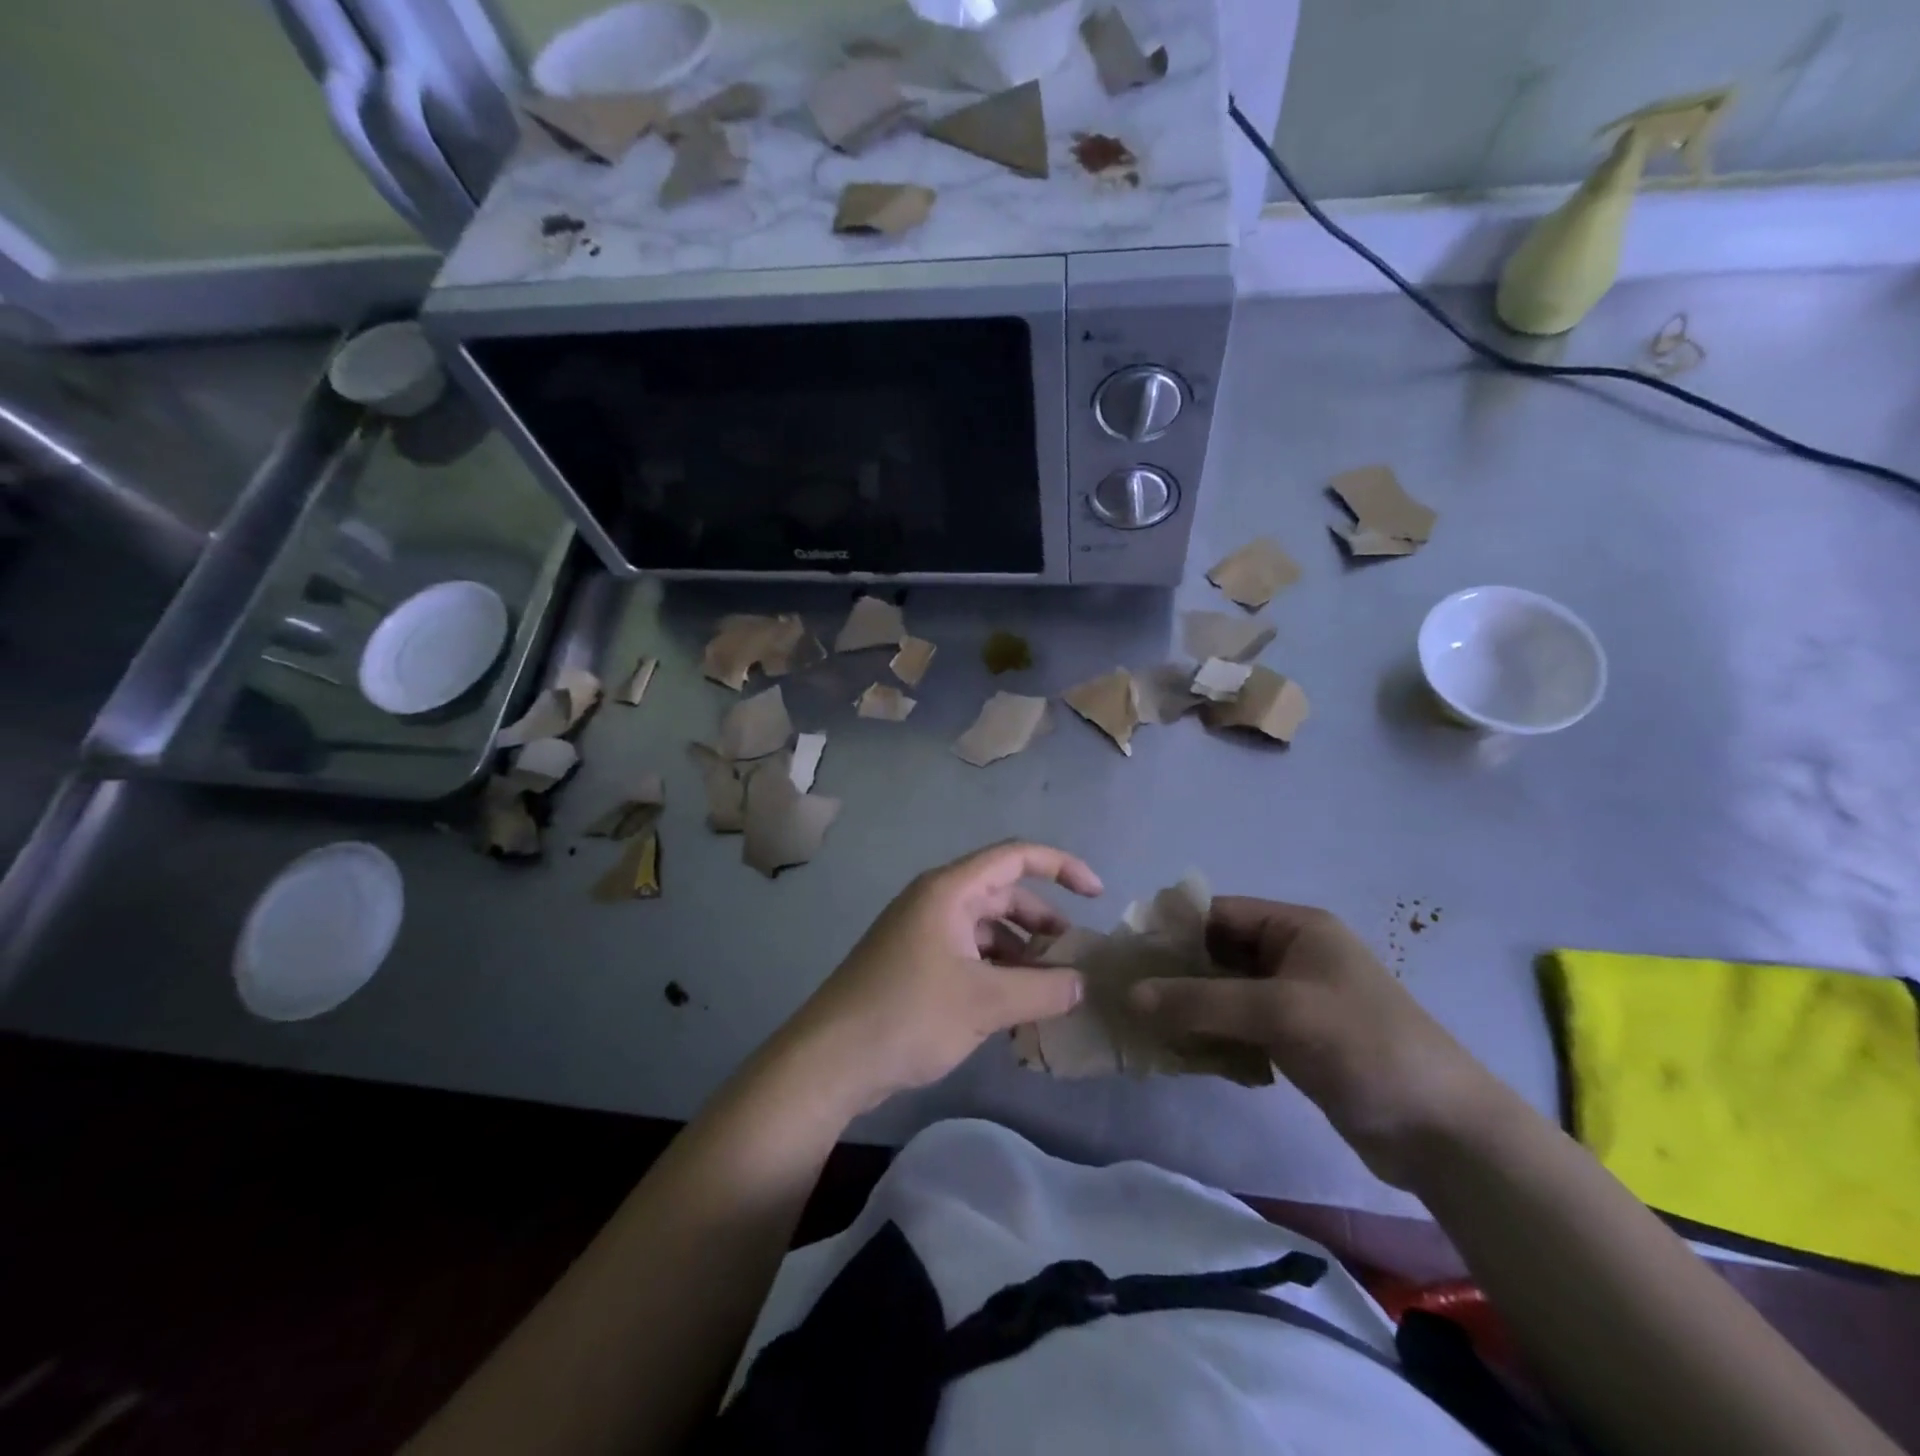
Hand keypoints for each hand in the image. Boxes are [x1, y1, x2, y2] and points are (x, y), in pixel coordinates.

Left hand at [785, 842, 1102, 1115]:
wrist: (830, 1060)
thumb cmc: (908, 1015)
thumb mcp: (984, 1002)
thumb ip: (1042, 990)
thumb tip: (1081, 983)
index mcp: (949, 891)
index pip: (1015, 857)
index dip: (1061, 867)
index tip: (1097, 895)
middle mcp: (936, 902)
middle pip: (1003, 896)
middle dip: (1043, 923)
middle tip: (1074, 959)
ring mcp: (923, 934)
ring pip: (987, 931)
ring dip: (1021, 955)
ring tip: (1051, 992)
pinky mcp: (915, 965)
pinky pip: (969, 956)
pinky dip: (997, 974)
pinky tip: (1016, 1009)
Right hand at [1129, 897, 1498, 1184]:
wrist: (1443, 1133)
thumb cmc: (1363, 1046)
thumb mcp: (1279, 1013)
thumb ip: (1202, 1001)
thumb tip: (1131, 994)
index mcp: (1296, 928)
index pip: (1218, 914)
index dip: (1172, 930)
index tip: (1128, 955)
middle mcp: (1292, 956)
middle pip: (1217, 954)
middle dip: (1176, 975)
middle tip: (1128, 996)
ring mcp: (1294, 1000)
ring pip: (1224, 994)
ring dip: (1190, 1010)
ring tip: (1147, 1028)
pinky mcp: (1294, 1040)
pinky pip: (1239, 1027)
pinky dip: (1212, 1037)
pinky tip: (1186, 1056)